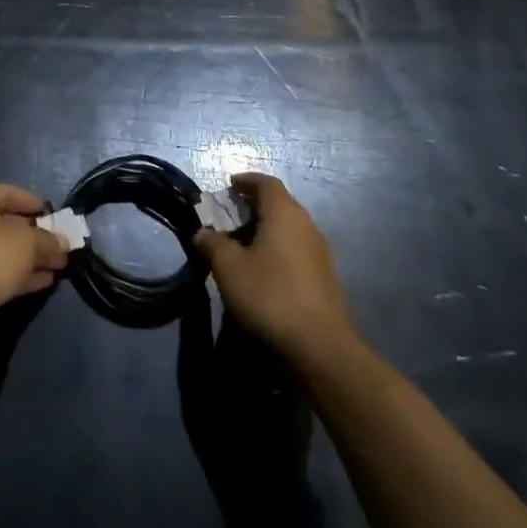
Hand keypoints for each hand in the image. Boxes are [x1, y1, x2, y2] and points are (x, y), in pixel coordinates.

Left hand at [0, 184, 68, 354]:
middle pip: (9, 224)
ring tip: (62, 263)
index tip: (55, 214)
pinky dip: (24, 275)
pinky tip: (47, 280)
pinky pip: (4, 274)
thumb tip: (63, 243)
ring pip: (8, 252)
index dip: (32, 201)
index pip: (8, 192)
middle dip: (37, 234)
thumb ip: (48, 240)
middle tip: (63, 243)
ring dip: (34, 257)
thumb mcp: (28, 241)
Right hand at [194, 173, 353, 361]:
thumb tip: (202, 233)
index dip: (246, 180)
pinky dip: (277, 249)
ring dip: (265, 229)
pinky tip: (263, 270)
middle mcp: (306, 225)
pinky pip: (296, 249)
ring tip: (241, 245)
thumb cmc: (269, 295)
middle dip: (253, 206)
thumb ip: (212, 243)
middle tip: (228, 217)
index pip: (266, 183)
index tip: (228, 186)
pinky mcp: (324, 278)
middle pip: (279, 204)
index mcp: (284, 213)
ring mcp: (320, 252)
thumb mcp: (228, 267)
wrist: (319, 347)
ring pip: (288, 228)